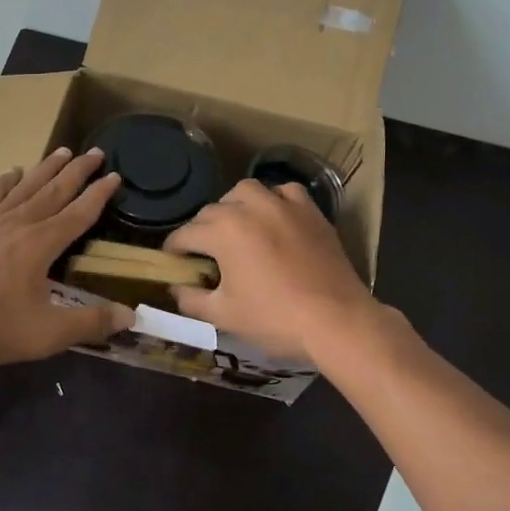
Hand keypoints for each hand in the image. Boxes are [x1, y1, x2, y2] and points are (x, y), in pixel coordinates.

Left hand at [0, 148, 131, 371]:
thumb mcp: (46, 334)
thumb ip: (90, 323)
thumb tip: (131, 315)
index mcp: (40, 245)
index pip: (79, 214)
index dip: (99, 194)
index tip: (116, 175)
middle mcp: (17, 225)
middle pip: (53, 191)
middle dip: (77, 172)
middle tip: (96, 152)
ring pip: (24, 188)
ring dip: (45, 169)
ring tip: (62, 151)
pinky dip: (3, 182)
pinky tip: (10, 172)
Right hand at [163, 179, 377, 361]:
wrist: (336, 319)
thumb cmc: (274, 318)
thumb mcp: (224, 315)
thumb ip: (191, 299)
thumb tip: (176, 288)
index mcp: (223, 231)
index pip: (185, 234)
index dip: (174, 250)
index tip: (173, 263)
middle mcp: (249, 207)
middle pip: (212, 211)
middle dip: (202, 230)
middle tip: (205, 255)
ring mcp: (283, 204)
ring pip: (246, 191)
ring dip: (234, 206)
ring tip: (237, 228)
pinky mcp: (310, 210)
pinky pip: (284, 192)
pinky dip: (274, 200)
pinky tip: (275, 218)